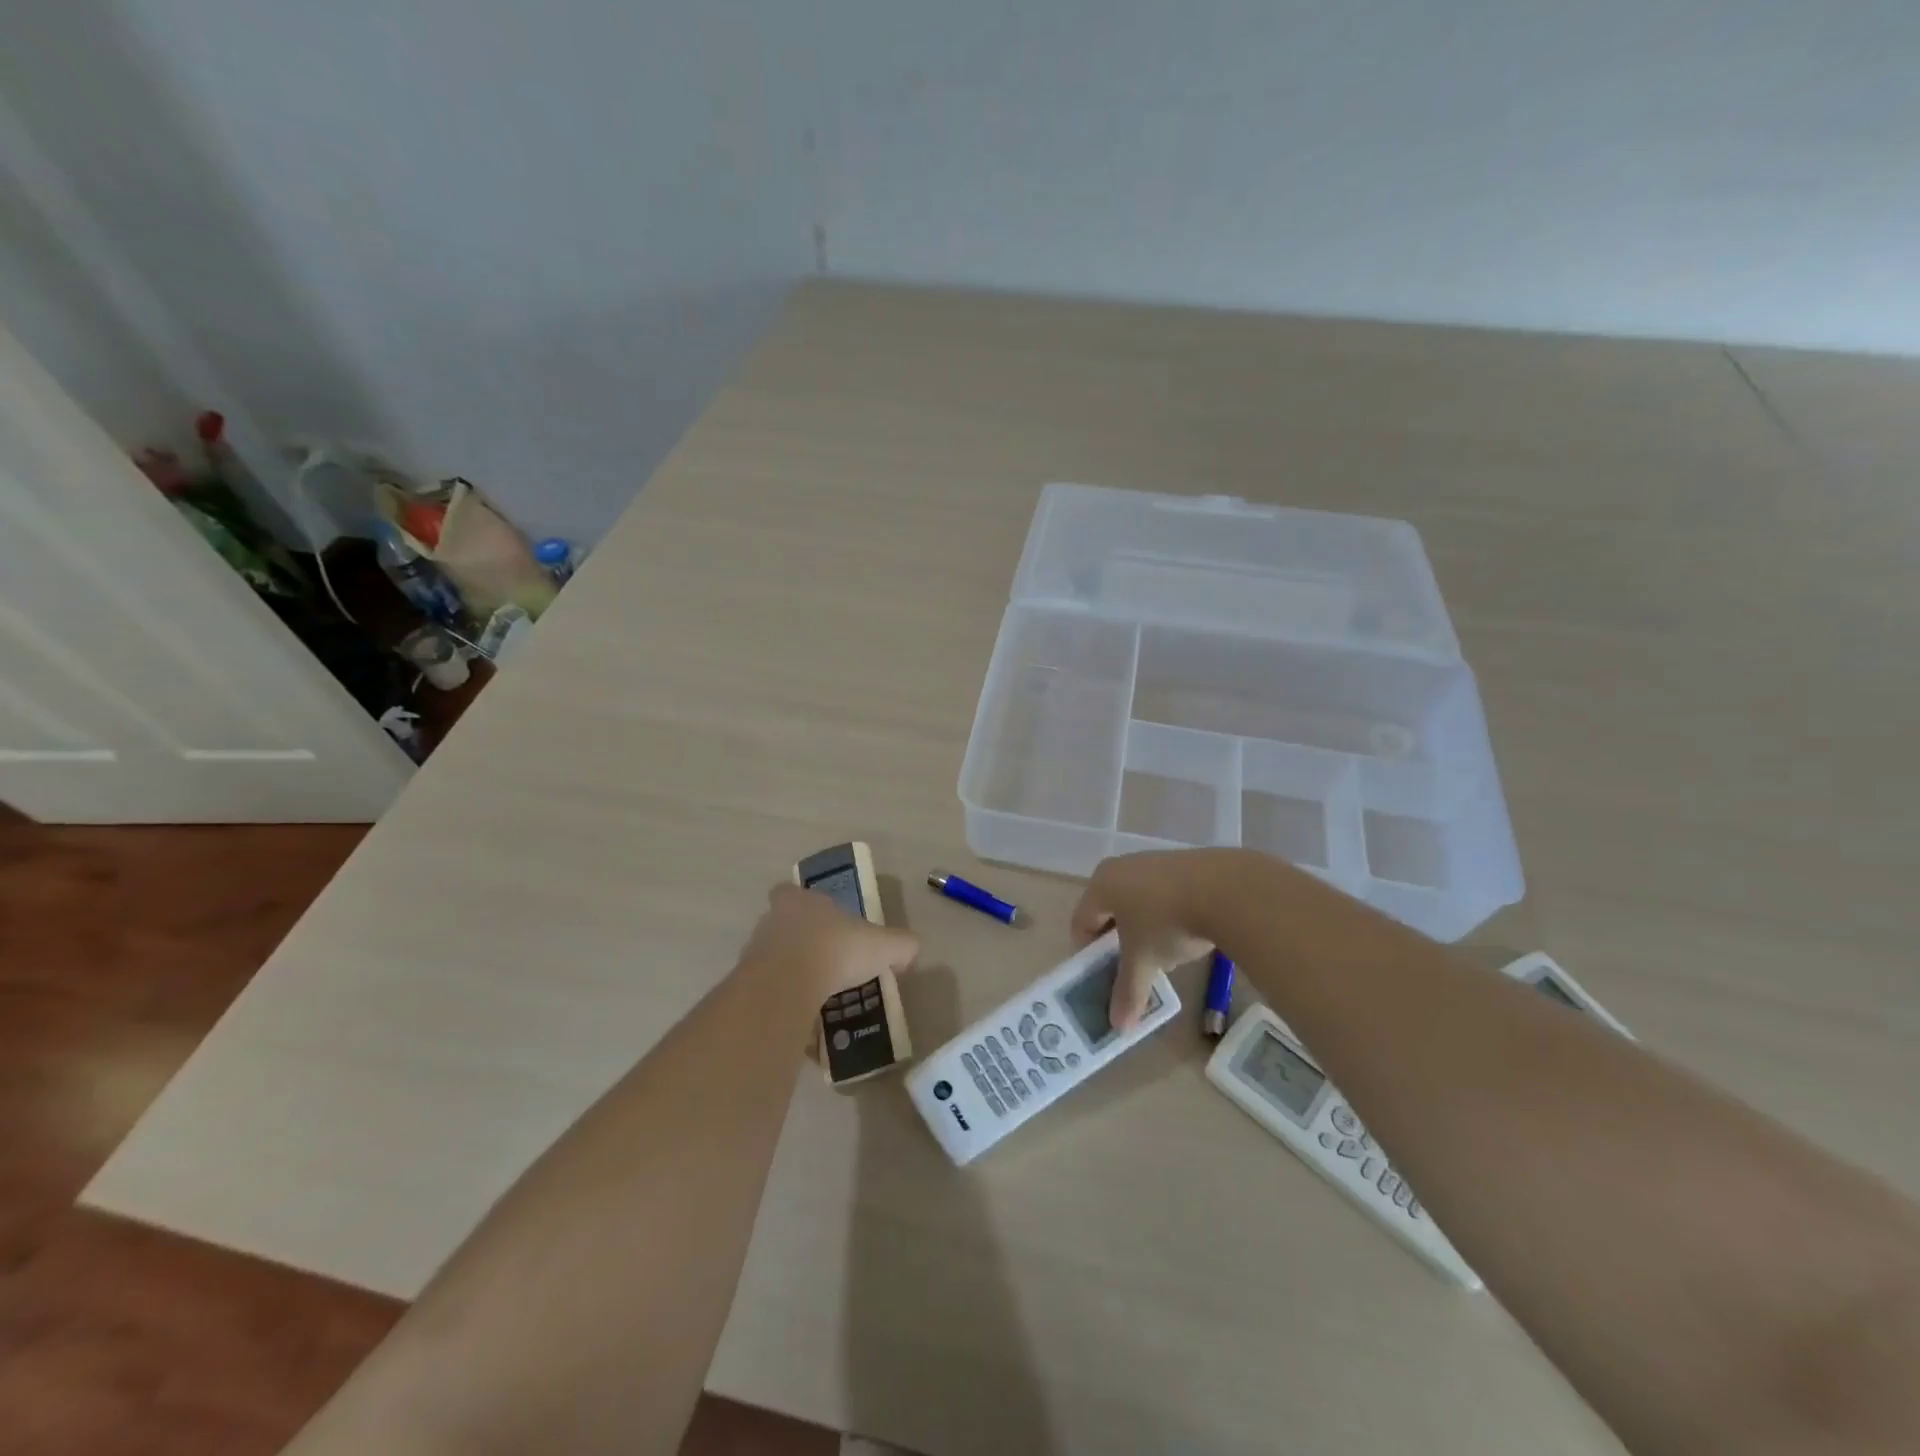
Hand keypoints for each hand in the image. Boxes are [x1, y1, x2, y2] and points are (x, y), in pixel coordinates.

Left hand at [742, 882, 918, 1000]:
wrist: (787, 986)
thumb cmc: (836, 950)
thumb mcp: (883, 945)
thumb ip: (901, 945)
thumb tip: (911, 951)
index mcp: (800, 901)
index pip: (790, 893)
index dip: (802, 904)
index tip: (819, 922)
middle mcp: (772, 921)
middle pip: (781, 927)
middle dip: (799, 943)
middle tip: (824, 964)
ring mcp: (754, 954)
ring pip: (772, 961)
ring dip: (790, 975)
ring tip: (816, 998)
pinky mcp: (747, 986)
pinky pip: (768, 994)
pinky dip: (783, 1004)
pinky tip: (804, 1022)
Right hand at [1071, 849, 1235, 1028]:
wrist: (1226, 889)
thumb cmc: (1167, 923)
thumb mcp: (1145, 962)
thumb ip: (1128, 992)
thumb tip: (1119, 1027)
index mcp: (1101, 885)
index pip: (1081, 923)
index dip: (1088, 954)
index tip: (1103, 977)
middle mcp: (1121, 866)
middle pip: (1108, 910)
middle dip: (1117, 942)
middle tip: (1131, 967)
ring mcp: (1153, 860)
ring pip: (1137, 901)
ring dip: (1143, 928)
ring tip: (1162, 953)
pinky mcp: (1182, 862)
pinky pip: (1163, 892)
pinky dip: (1166, 913)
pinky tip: (1186, 931)